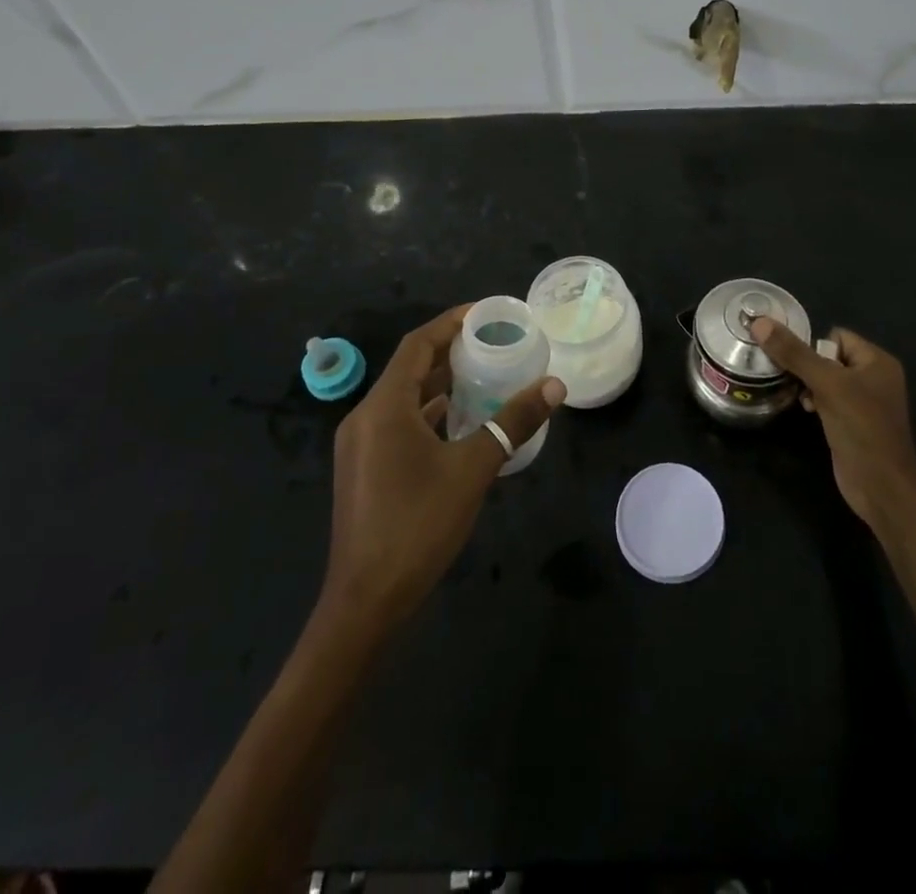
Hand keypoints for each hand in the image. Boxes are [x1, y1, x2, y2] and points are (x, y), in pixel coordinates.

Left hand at [321, 305, 564, 635]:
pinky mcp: (364, 469)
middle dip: (450, 352)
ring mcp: (361, 446)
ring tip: (485, 375)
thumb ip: (512, 423)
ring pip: (404, 398)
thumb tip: (554, 386)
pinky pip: (399, 423)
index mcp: (384, 407)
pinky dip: (429, 414)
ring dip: (441, 384)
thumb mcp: (472, 469)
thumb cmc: (417, 525)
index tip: (486, 314)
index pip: (417, 345)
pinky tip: (460, 422)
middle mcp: (365, 418)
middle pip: (410, 368)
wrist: (366, 602)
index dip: (450, 323)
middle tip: (494, 343)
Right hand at [750, 317, 915, 538]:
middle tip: (791, 379)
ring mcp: (864, 402)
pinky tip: (806, 412)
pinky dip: (815, 402)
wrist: (881, 486)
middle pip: (829, 357)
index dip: (815, 346)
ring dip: (809, 386)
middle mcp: (874, 377)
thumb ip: (794, 353)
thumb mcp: (827, 384)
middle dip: (807, 367)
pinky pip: (829, 400)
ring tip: (800, 398)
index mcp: (877, 361)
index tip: (797, 363)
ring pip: (826, 380)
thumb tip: (760, 322)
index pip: (837, 336)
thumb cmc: (861, 428)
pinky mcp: (853, 423)